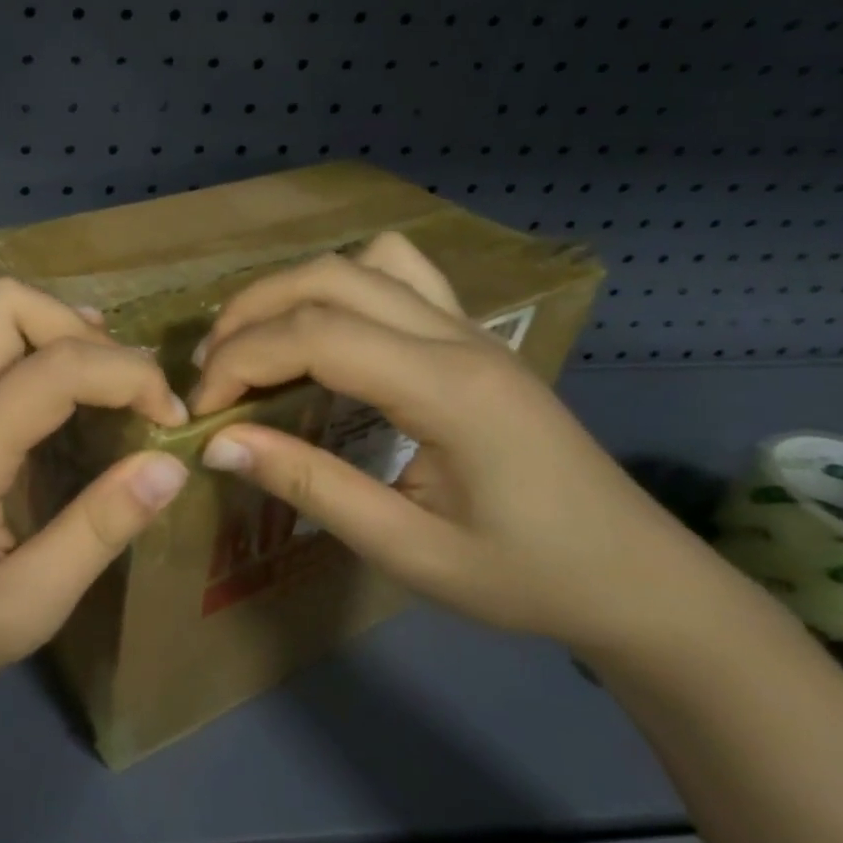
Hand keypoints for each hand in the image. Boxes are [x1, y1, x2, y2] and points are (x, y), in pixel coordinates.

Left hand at [0, 279, 190, 713]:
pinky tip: (45, 379)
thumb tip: (168, 464)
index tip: (170, 420)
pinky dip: (14, 331)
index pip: (57, 366)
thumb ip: (98, 531)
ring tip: (89, 369)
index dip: (128, 376)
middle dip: (81, 330)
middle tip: (123, 389)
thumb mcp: (27, 605)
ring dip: (43, 320)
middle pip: (7, 304)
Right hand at [190, 235, 738, 656]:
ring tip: (256, 344)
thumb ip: (310, 487)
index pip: (315, 334)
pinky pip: (401, 273)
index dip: (241, 360)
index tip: (203, 410)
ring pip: (360, 263)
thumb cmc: (526, 577)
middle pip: (327, 278)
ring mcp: (470, 328)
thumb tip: (219, 444)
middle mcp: (457, 337)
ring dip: (290, 291)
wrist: (639, 580)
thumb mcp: (408, 549)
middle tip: (212, 373)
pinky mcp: (473, 336)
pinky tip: (328, 330)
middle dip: (250, 315)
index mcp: (446, 388)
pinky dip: (344, 284)